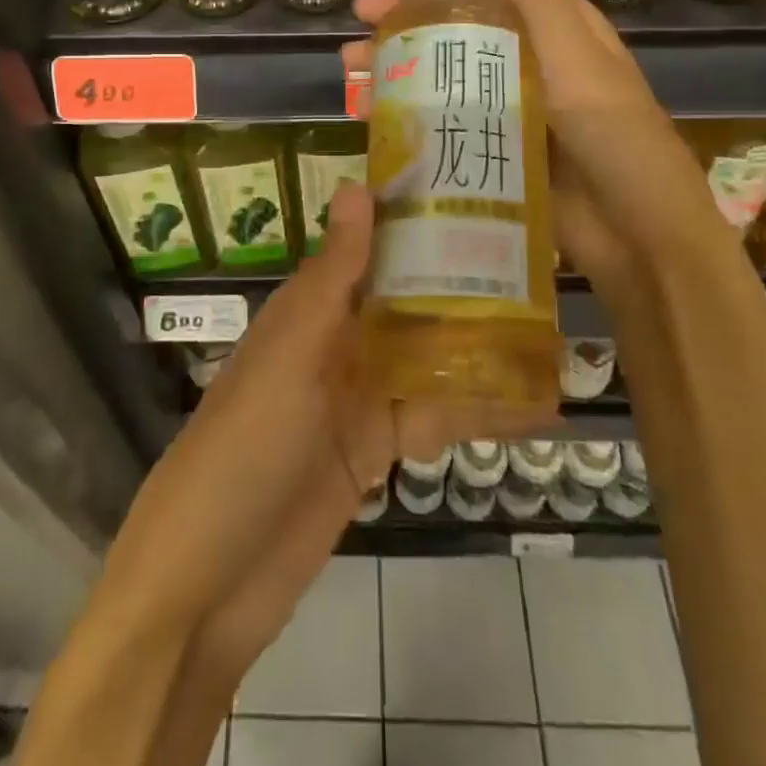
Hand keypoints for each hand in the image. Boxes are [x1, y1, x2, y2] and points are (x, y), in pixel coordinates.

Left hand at [99, 180, 557, 654]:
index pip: (371, 249)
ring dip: (482, 349)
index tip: (479, 193)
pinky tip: (536, 409)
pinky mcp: (374, 452)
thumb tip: (358, 185)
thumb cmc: (247, 444)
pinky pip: (433, 419)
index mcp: (311, 307)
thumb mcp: (292, 352)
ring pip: (427, 358)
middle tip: (541, 262)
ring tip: (555, 329)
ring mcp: (356, 398)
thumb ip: (334, 276)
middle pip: (407, 302)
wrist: (209, 580)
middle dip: (465, 284)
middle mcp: (336, 342)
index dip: (418, 221)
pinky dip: (478, 413)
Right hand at [343, 0, 693, 286]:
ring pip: (440, 74)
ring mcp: (505, 108)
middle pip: (457, 27)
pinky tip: (367, 114)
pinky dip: (404, 113)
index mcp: (553, 30)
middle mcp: (527, 63)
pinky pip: (440, 123)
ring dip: (396, 65)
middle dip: (407, 17)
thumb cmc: (611, 130)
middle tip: (362, 15)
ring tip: (350, 66)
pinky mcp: (488, 149)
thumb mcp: (575, 53)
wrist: (635, 232)